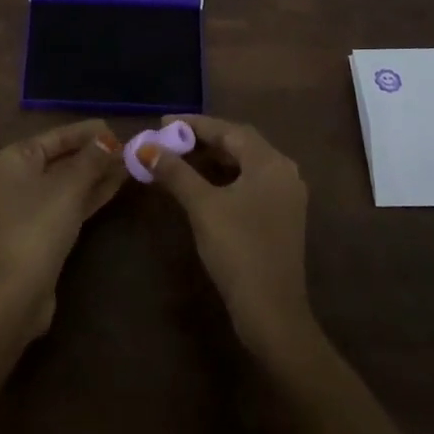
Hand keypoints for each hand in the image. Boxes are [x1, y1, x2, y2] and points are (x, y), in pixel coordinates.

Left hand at [0, 120, 125, 335]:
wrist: (16, 292)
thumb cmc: (38, 227)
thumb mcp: (69, 188)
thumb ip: (91, 159)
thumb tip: (108, 139)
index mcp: (13, 159)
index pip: (56, 136)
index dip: (87, 133)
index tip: (118, 130)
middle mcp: (15, 178)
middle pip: (61, 158)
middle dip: (94, 154)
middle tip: (129, 149)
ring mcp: (27, 206)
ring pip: (67, 182)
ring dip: (96, 174)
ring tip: (129, 165)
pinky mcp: (40, 230)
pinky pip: (67, 202)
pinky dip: (89, 194)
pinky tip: (116, 186)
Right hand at [143, 115, 316, 361]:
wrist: (272, 311)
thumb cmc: (238, 250)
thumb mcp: (203, 207)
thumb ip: (176, 172)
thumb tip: (147, 148)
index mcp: (270, 163)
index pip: (229, 130)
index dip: (194, 124)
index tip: (163, 123)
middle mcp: (284, 172)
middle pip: (240, 144)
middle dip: (204, 139)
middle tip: (169, 139)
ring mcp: (286, 195)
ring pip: (245, 164)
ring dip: (213, 158)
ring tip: (180, 158)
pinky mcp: (282, 216)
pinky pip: (250, 182)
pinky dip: (225, 177)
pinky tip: (202, 184)